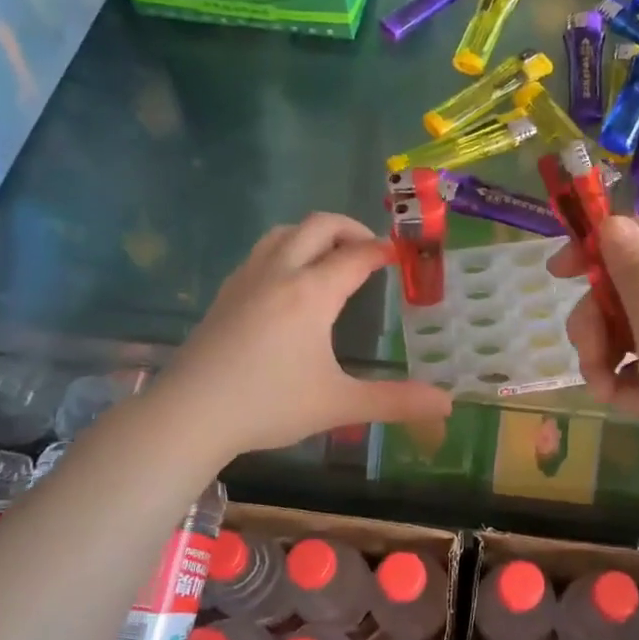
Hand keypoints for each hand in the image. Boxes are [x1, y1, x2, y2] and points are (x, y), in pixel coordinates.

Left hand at [160, 214, 452, 459]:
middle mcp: (280, 273)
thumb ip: (395, 401)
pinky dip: (287, 250)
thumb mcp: (339, 404)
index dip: (382, 251)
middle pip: (318, 226)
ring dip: (314, 234)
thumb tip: (447, 403)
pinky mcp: (225, 294)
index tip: (402, 254)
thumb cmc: (269, 404)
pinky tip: (288, 283)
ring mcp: (247, 279)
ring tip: (332, 258)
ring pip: (284, 233)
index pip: (356, 256)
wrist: (191, 413)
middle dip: (350, 229)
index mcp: (312, 293)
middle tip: (371, 250)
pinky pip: (262, 252)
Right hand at [548, 216, 638, 499]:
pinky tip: (631, 404)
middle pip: (624, 285)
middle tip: (591, 359)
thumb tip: (612, 220)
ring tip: (607, 393)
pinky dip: (633, 379)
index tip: (556, 277)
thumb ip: (633, 271)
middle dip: (596, 321)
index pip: (634, 234)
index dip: (592, 249)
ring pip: (630, 326)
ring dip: (607, 356)